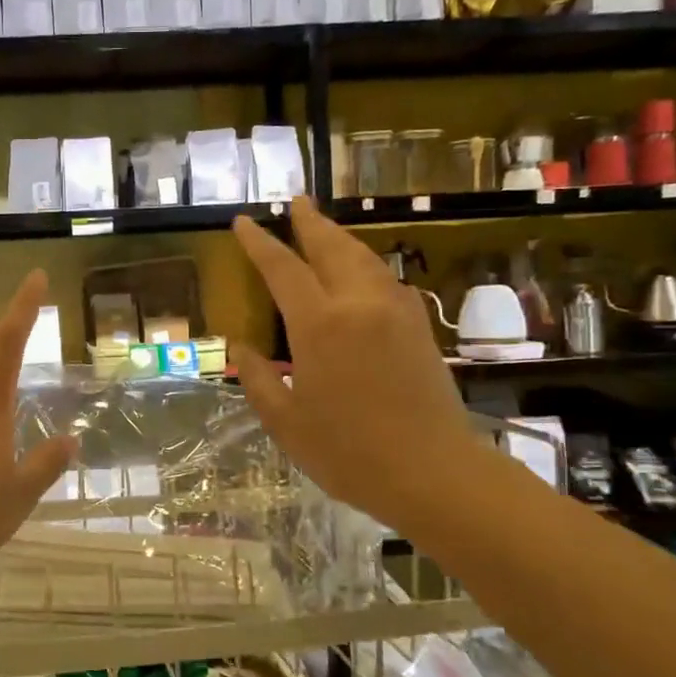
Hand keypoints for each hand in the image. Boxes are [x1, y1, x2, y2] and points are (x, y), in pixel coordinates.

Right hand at [229, 197, 478, 524]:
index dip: (260, 243)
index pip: (283, 269)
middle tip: (296, 203)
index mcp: (320, 325)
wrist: (434, 474)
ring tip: (324, 228)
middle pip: (331, 248)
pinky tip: (363, 273)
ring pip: (365, 258)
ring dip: (341, 239)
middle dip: (310, 222)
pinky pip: (388, 280)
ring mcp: (396, 312)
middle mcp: (359, 305)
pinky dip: (367, 265)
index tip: (244, 222)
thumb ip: (258, 379)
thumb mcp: (286, 423)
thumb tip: (241, 348)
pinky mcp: (419, 327)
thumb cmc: (349, 453)